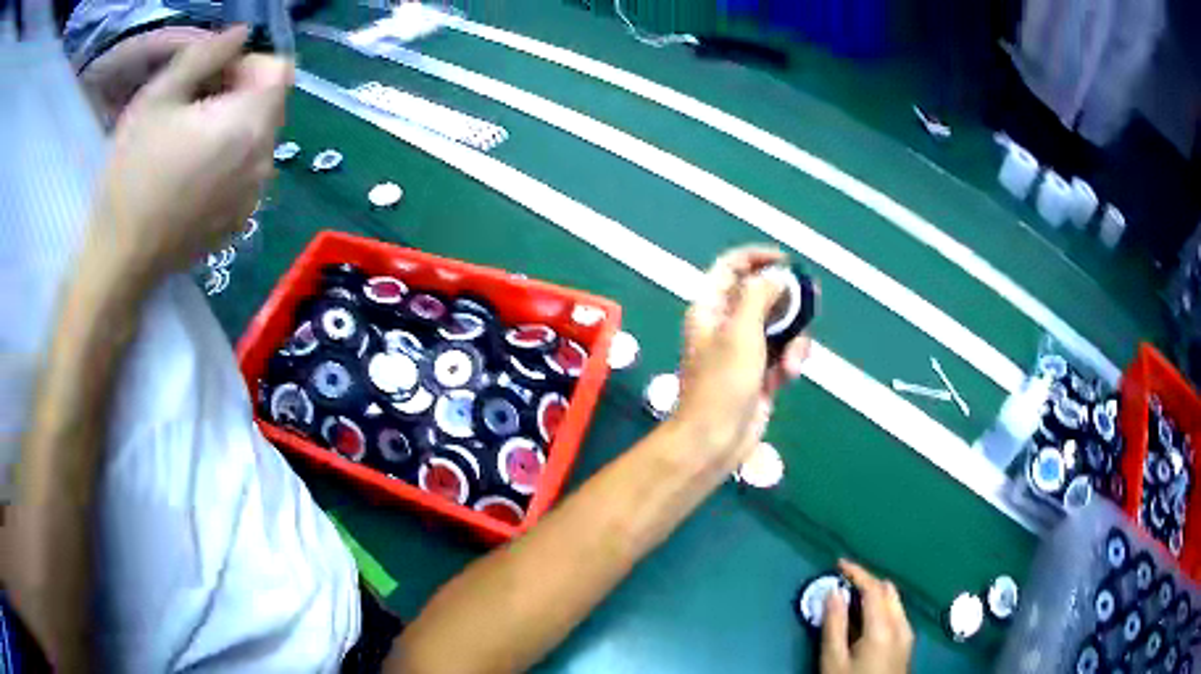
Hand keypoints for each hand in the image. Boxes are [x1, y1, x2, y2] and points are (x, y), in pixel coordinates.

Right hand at [87, 26, 291, 282]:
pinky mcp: (240, 221)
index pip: (278, 69)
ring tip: (189, 141)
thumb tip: (242, 33)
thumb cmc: (132, 174)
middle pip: (270, 103)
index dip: (247, 63)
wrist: (121, 260)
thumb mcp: (159, 97)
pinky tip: (192, 175)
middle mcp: (265, 160)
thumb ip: (206, 53)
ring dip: (233, 126)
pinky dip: (230, 160)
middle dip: (238, 92)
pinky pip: (248, 172)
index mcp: (250, 124)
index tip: (211, 77)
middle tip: (193, 107)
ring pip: (259, 137)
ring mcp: (255, 196)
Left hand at [674, 246, 811, 472]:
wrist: (715, 438)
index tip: (786, 262)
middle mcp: (727, 325)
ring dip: (793, 339)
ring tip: (792, 360)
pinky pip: (784, 356)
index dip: (757, 258)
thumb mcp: (740, 331)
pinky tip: (789, 376)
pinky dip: (790, 362)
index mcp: (711, 308)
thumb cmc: (722, 381)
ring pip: (780, 328)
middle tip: (807, 307)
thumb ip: (759, 296)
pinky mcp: (761, 375)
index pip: (732, 268)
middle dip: (787, 302)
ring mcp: (745, 351)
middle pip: (763, 297)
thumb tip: (776, 278)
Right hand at [822, 560, 913, 673]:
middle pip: (888, 591)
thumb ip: (834, 625)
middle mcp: (901, 624)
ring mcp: (907, 634)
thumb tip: (833, 592)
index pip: (874, 588)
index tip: (838, 563)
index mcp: (884, 627)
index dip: (857, 572)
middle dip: (866, 582)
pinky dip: (880, 608)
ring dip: (874, 595)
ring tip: (848, 602)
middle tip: (840, 584)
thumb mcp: (833, 661)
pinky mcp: (907, 643)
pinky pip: (895, 614)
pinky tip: (863, 621)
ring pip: (894, 601)